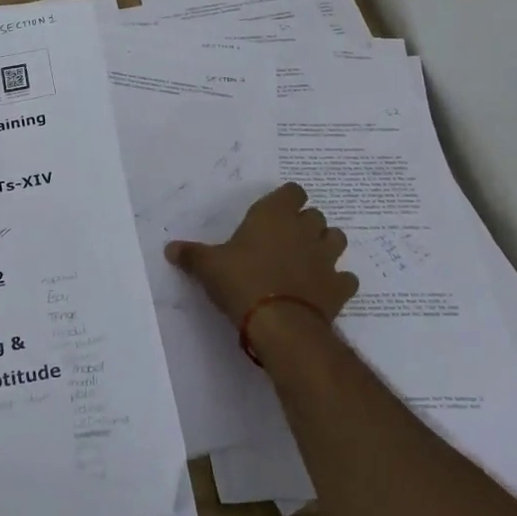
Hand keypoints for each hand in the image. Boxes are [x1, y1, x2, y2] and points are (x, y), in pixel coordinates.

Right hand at [165, 182, 356, 327]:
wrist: (280, 324)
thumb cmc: (241, 282)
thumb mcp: (208, 267)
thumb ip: (191, 255)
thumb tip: (169, 249)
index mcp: (274, 214)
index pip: (293, 191)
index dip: (287, 200)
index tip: (276, 212)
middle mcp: (304, 229)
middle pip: (315, 214)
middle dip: (305, 223)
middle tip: (286, 239)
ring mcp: (326, 257)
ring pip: (337, 239)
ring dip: (326, 245)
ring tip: (309, 259)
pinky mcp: (339, 287)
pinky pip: (346, 278)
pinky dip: (338, 281)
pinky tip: (324, 290)